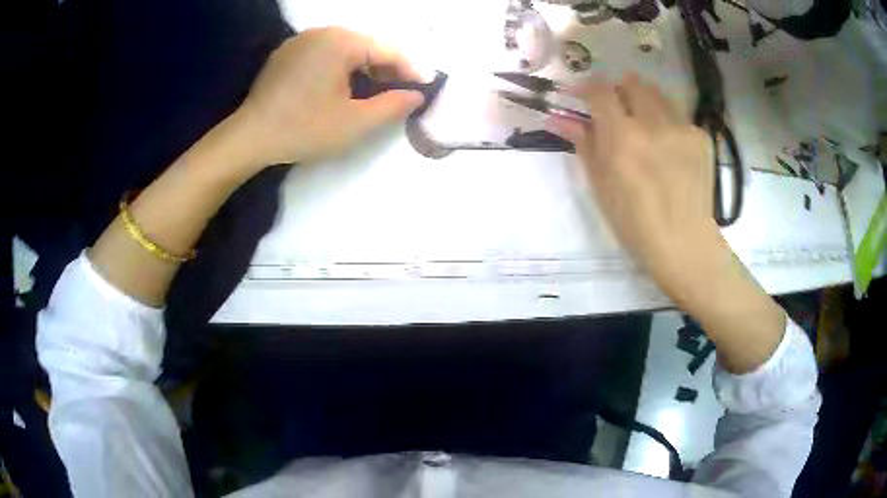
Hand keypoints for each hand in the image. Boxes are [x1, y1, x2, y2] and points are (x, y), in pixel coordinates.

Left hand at [232, 27, 424, 167]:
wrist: (250, 138)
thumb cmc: (304, 129)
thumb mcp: (355, 123)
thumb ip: (393, 106)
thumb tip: (416, 94)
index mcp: (341, 42)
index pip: (387, 51)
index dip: (410, 70)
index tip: (426, 87)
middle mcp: (322, 32)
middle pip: (366, 47)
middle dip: (386, 70)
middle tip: (400, 93)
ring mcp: (301, 41)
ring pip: (345, 50)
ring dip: (363, 69)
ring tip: (373, 92)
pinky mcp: (286, 53)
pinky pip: (324, 54)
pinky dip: (339, 68)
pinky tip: (341, 88)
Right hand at [549, 74, 720, 291]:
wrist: (684, 242)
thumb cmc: (635, 222)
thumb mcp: (601, 186)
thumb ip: (584, 144)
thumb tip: (559, 118)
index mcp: (622, 137)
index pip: (600, 90)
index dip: (587, 87)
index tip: (581, 96)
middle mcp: (653, 123)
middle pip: (631, 82)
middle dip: (619, 90)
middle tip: (616, 110)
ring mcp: (681, 127)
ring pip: (657, 93)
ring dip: (644, 100)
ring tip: (645, 125)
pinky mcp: (700, 136)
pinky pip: (678, 115)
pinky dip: (667, 122)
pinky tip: (670, 148)